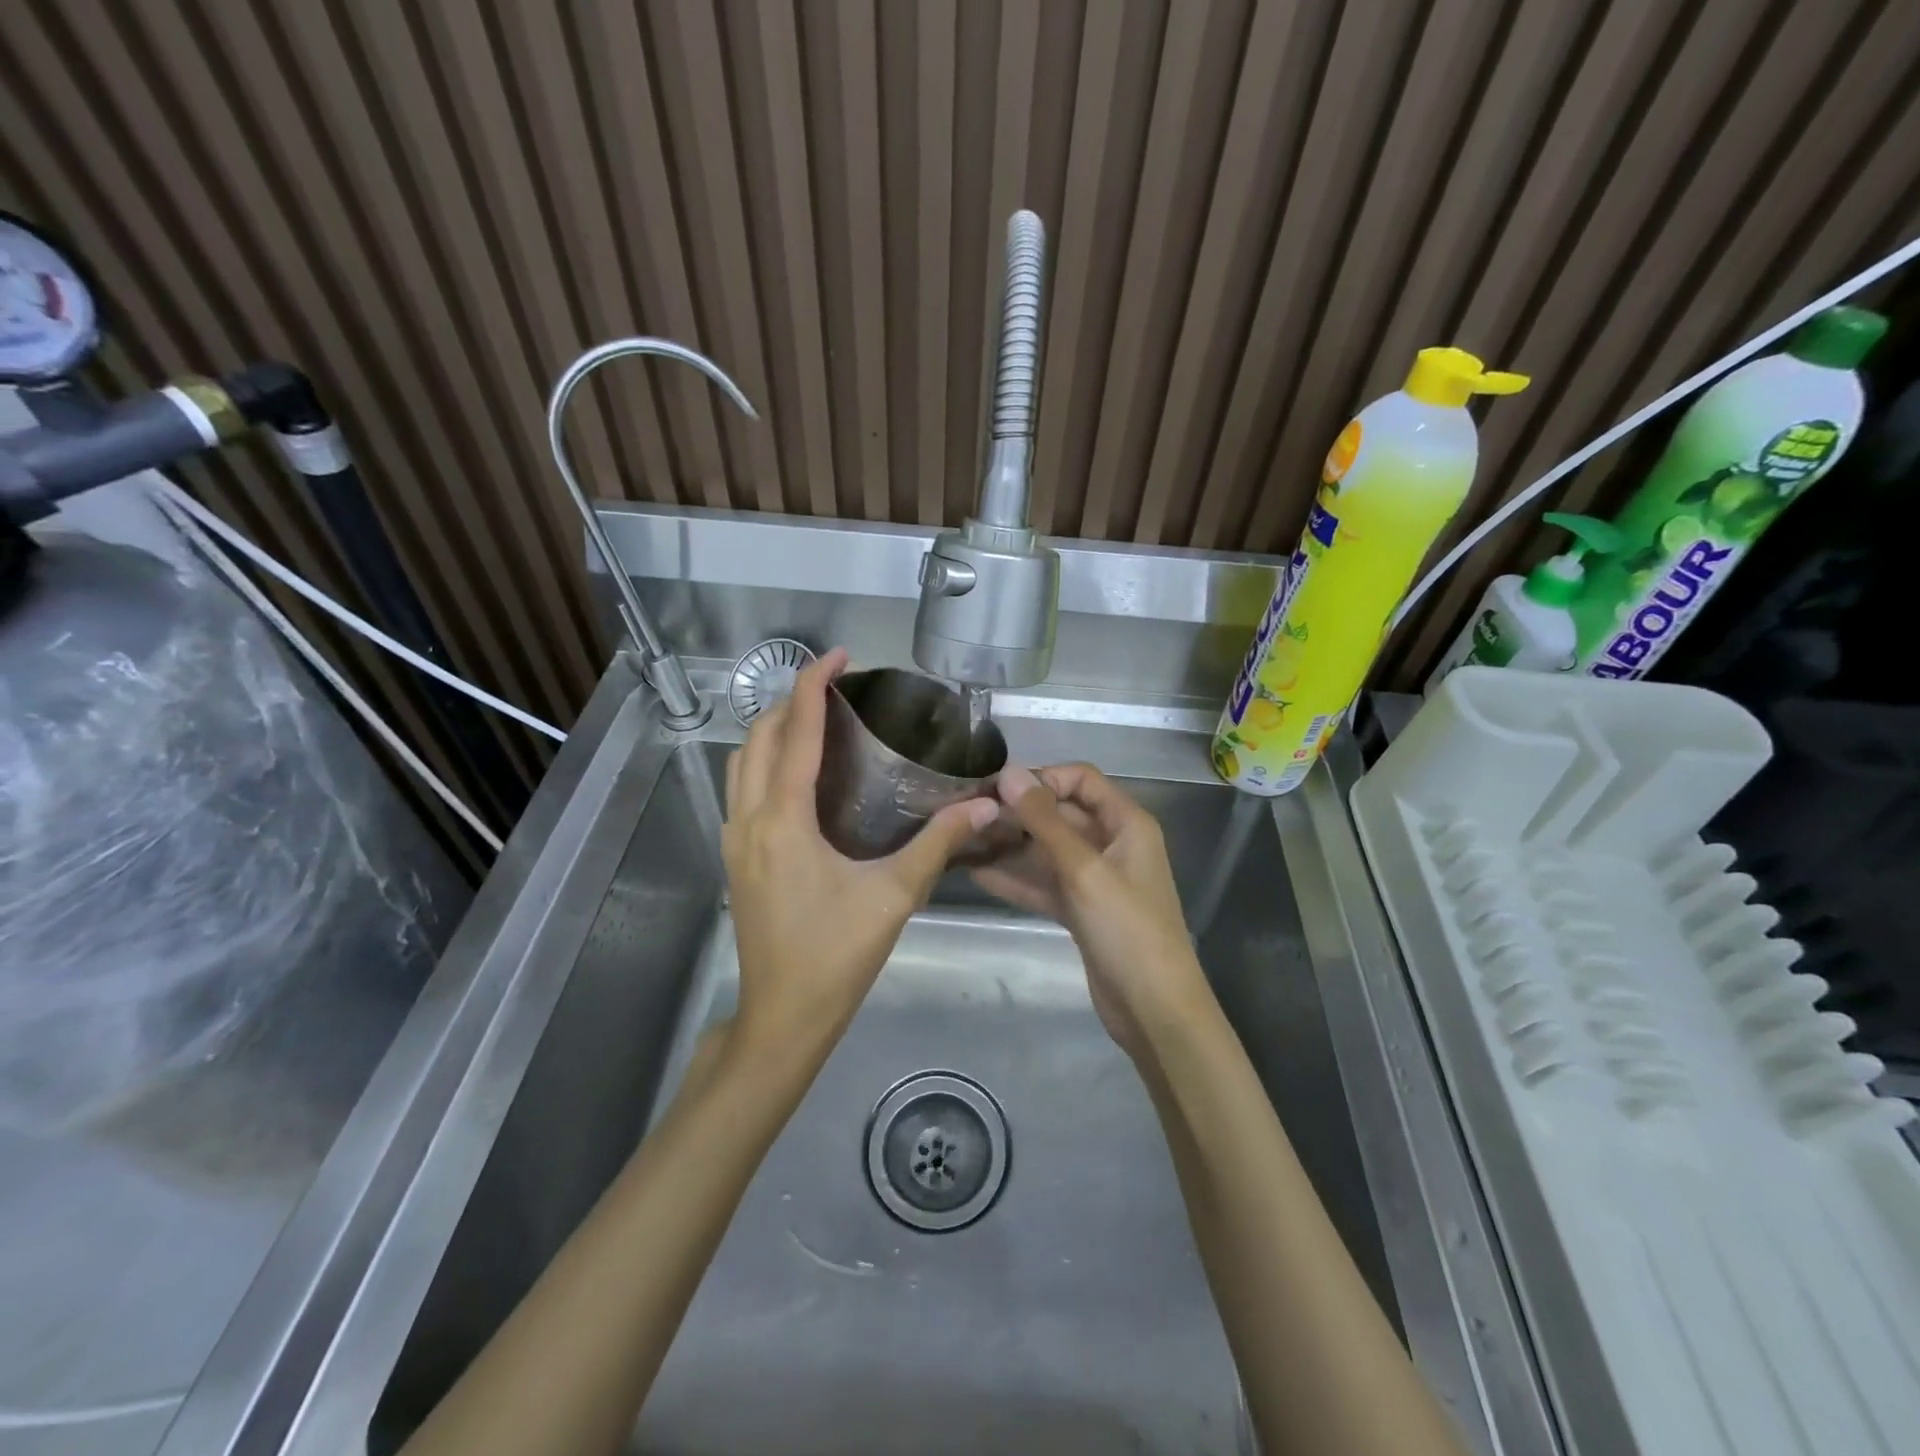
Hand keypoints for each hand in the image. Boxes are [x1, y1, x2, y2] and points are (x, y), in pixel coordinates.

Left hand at [723, 648, 998, 1061]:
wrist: (782, 1017)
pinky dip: (765, 760)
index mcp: (783, 820)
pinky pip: (741, 788)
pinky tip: (798, 772)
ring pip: (742, 762)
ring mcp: (733, 839)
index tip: (839, 655)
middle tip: (837, 687)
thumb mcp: (894, 896)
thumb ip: (939, 843)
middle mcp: (748, 819)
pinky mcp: (734, 857)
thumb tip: (986, 805)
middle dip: (793, 700)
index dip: (815, 685)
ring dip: (774, 729)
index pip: (796, 732)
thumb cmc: (837, 956)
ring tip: (817, 718)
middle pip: (760, 737)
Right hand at [972, 763, 1214, 1055]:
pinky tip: (976, 872)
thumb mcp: (1083, 869)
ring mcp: (1095, 878)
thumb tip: (1009, 773)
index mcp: (1126, 823)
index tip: (997, 790)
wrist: (1154, 1010)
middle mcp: (1111, 843)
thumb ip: (1044, 821)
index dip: (1041, 779)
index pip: (1080, 779)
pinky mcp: (1080, 909)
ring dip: (1010, 846)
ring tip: (963, 841)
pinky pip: (1044, 883)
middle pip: (1060, 814)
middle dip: (1017, 813)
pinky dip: (1015, 879)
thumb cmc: (1127, 929)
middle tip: (967, 815)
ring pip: (1047, 850)